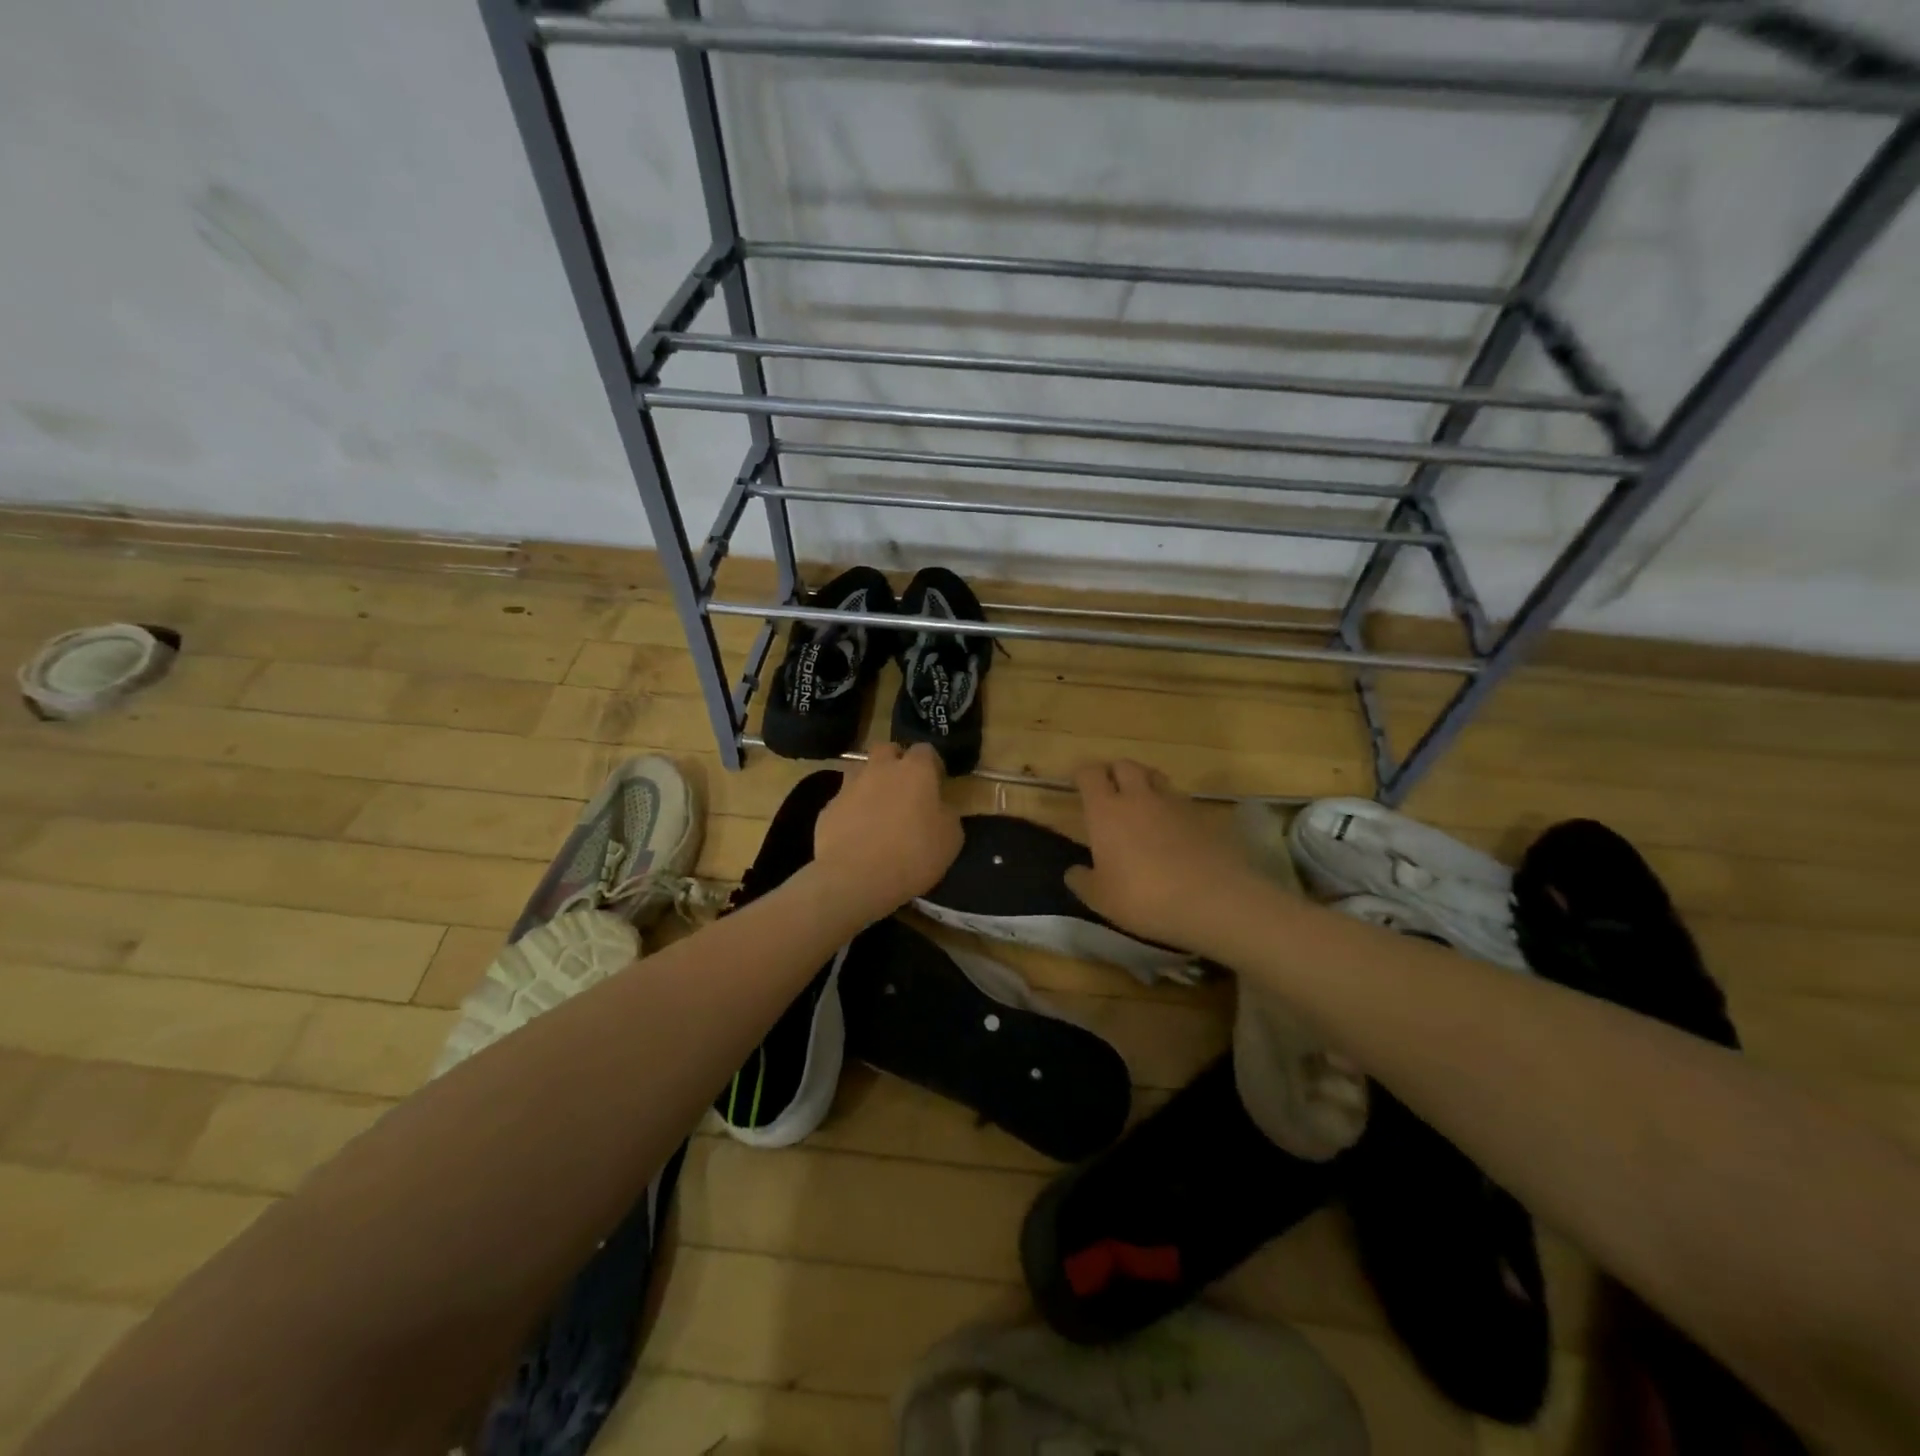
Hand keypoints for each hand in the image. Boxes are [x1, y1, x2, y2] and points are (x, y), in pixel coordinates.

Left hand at [812, 743, 962, 923]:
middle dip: (895, 760)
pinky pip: (843, 801)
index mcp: (915, 770)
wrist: (856, 878)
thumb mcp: (951, 839)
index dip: (932, 764)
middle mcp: (880, 769)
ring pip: (860, 770)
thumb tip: (939, 808)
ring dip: (870, 781)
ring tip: (877, 808)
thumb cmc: (913, 855)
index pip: (925, 750)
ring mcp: (850, 786)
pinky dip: (851, 810)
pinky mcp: (828, 808)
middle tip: (904, 786)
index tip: (937, 782)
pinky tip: (857, 833)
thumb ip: (946, 814)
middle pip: (887, 749)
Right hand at [1064, 760, 1268, 953]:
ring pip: (1155, 777)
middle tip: (1110, 791)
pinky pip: (1180, 799)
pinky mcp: (1203, 816)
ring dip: (1145, 783)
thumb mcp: (1101, 899)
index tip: (1078, 784)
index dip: (1083, 775)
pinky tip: (1172, 829)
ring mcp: (1174, 803)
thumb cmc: (1144, 898)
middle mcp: (1139, 797)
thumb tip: (1073, 871)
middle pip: (1125, 765)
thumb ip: (1083, 881)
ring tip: (1142, 804)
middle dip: (1114, 772)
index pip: (1090, 774)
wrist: (1214, 900)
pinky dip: (1171, 806)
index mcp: (1106, 811)